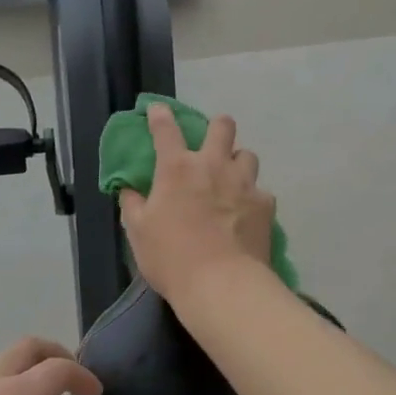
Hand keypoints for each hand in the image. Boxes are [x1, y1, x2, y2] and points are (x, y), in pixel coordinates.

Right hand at [119, 105, 275, 302]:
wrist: (222, 285)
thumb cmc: (171, 257)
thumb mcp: (138, 232)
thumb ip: (133, 205)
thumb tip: (129, 189)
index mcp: (177, 169)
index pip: (166, 130)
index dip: (161, 115)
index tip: (159, 109)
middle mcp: (213, 166)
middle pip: (222, 126)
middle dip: (217, 127)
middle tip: (211, 144)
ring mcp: (243, 183)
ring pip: (247, 154)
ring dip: (237, 162)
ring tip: (232, 180)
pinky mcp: (265, 204)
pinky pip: (261, 191)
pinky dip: (252, 198)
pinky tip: (246, 214)